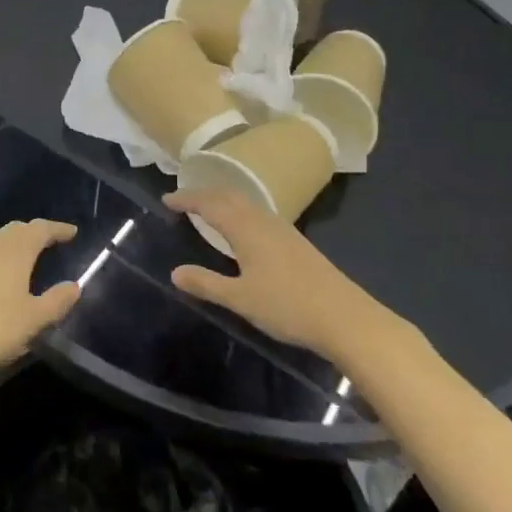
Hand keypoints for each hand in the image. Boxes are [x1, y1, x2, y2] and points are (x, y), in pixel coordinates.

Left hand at [0, 221, 80, 377]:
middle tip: (51, 240)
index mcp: (16, 251)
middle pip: (17, 229)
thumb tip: (74, 286)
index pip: (41, 230)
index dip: (58, 229)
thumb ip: (56, 301)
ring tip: (27, 254)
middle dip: (35, 232)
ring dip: (15, 241)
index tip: (72, 232)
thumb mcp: (33, 319)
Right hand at [165, 188, 391, 360]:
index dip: (187, 199)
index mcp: (246, 228)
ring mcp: (283, 230)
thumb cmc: (287, 306)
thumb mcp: (240, 298)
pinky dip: (240, 213)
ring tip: (207, 211)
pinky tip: (242, 231)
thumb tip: (175, 272)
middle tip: (183, 201)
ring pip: (246, 204)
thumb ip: (207, 284)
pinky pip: (258, 214)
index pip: (210, 204)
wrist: (344, 317)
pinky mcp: (295, 242)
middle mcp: (263, 221)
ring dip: (223, 201)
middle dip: (204, 194)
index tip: (167, 199)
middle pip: (229, 196)